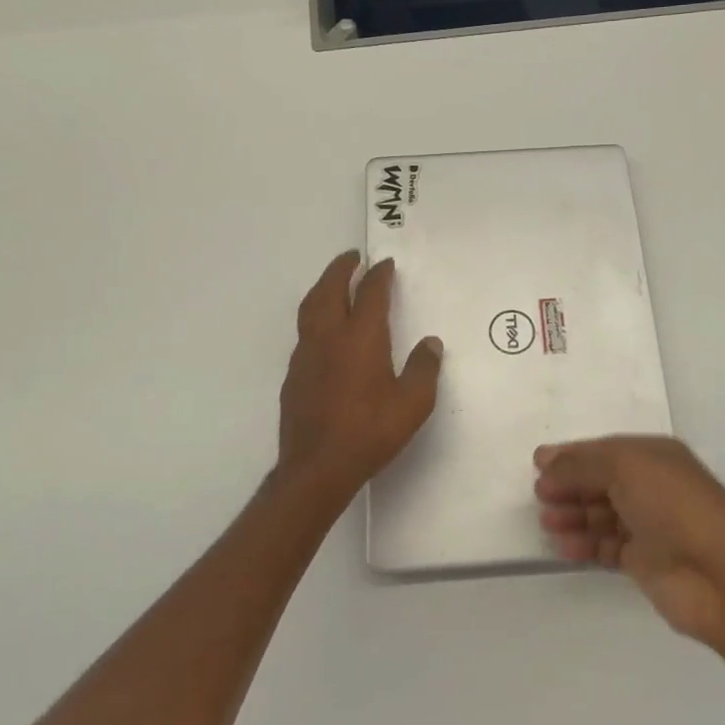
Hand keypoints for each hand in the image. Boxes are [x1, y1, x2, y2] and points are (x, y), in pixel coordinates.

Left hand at [277, 250, 442, 509]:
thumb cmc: (370, 432)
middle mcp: (330, 337)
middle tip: (352, 257)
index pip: (370, 293)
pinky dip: (315, 315)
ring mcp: (307, 355)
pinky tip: (324, 329)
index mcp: (361, 338)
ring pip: (310, 307)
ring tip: (334, 282)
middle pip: (330, 289)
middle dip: (341, 269)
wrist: (316, 468)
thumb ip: (423, 369)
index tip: (386, 263)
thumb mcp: (413, 404)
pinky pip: (304, 331)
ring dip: (323, 287)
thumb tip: (430, 343)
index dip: (379, 275)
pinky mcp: (294, 374)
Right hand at [535, 437, 724, 644]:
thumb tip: (545, 461)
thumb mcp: (624, 467)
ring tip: (548, 523)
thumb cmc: (673, 506)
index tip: (537, 465)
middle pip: (600, 481)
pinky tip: (563, 547)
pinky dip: (584, 545)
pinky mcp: (645, 561)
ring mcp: (649, 525)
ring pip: (601, 514)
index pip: (603, 450)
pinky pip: (606, 546)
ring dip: (573, 515)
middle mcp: (652, 486)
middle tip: (539, 497)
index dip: (571, 456)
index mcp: (653, 455)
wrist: (721, 576)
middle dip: (569, 486)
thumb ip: (580, 464)